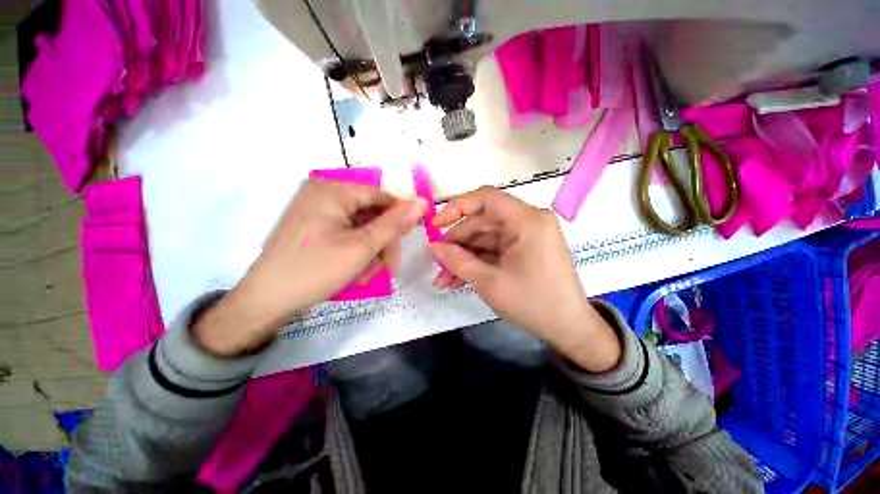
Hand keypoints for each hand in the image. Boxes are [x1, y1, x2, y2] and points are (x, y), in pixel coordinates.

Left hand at [193, 178, 425, 355]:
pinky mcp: (312, 225)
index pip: (382, 196)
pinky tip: (357, 269)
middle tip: (389, 267)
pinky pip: (346, 232)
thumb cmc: (315, 270)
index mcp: (334, 190)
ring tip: (369, 274)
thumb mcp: (362, 247)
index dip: (400, 217)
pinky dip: (356, 250)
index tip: (409, 240)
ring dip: (371, 250)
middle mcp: (324, 193)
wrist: (264, 301)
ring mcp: (316, 209)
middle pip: (372, 213)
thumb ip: (394, 223)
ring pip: (361, 226)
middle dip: (383, 241)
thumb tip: (421, 203)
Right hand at [429, 187, 619, 371]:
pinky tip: (459, 279)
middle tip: (437, 264)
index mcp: (527, 220)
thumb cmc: (533, 303)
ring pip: (485, 239)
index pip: (486, 198)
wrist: (570, 329)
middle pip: (482, 223)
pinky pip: (494, 250)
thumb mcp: (489, 282)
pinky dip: (477, 262)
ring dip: (464, 258)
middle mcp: (528, 221)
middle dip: (457, 245)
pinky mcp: (525, 249)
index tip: (436, 226)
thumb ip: (457, 260)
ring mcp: (527, 236)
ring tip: (444, 280)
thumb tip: (433, 246)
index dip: (457, 208)